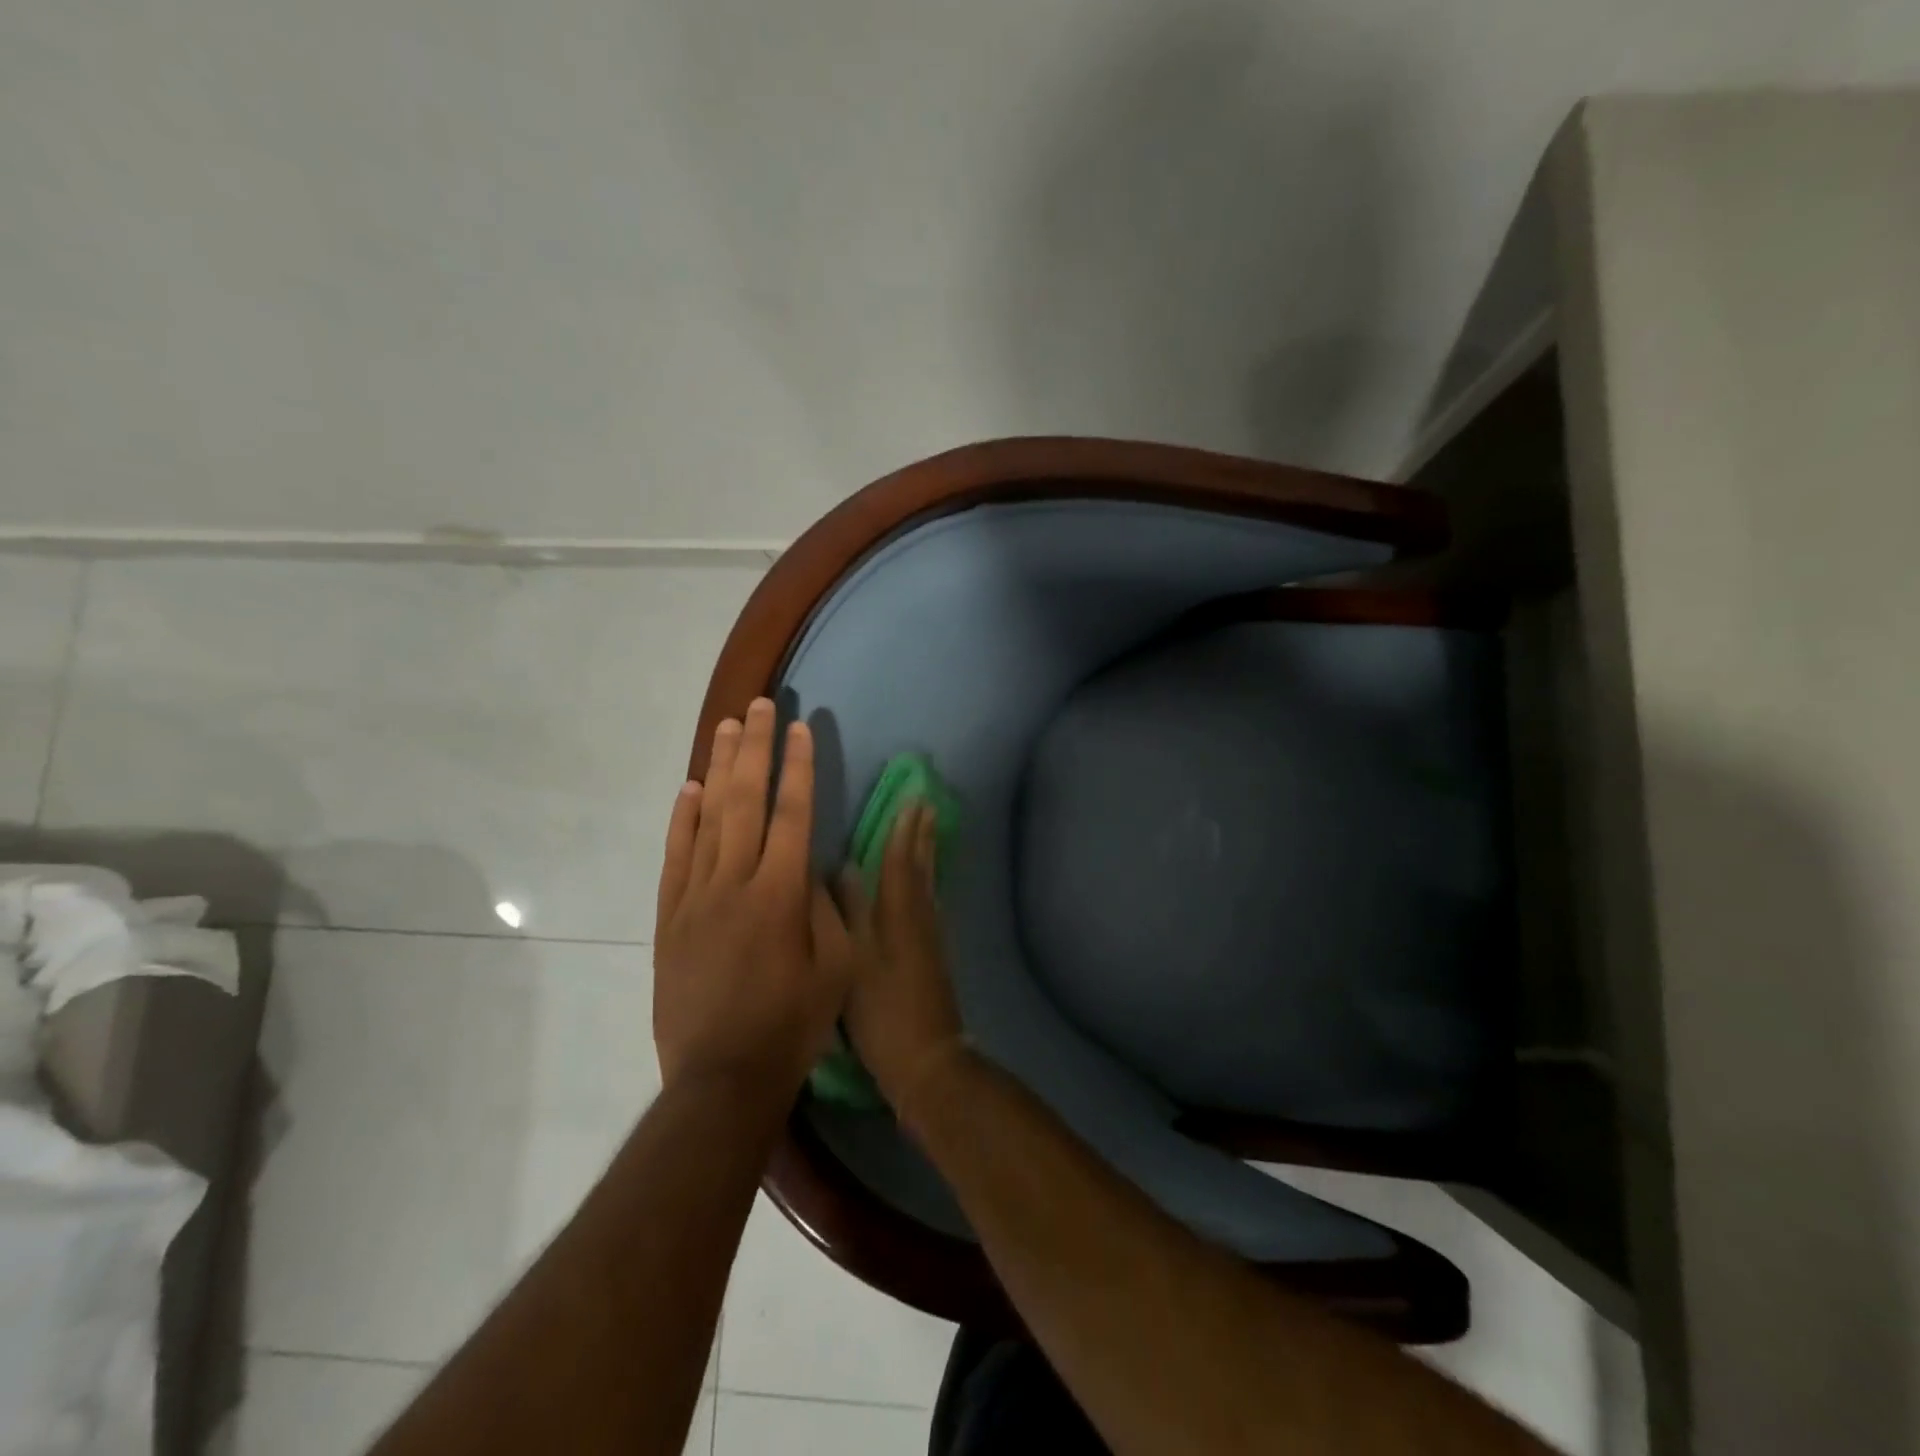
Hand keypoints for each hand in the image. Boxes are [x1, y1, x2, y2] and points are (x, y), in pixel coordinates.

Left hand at [654, 699, 851, 1097]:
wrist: (722, 1077)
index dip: (799, 767)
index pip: (793, 813)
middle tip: (759, 706)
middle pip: (746, 800)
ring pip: (708, 818)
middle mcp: (736, 882)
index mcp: (782, 893)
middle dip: (755, 749)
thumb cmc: (792, 1024)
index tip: (800, 728)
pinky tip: (689, 790)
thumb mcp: (836, 968)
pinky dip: (682, 819)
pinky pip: (676, 856)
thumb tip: (814, 869)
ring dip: (720, 769)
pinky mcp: (670, 917)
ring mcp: (697, 897)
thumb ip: (827, 909)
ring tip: (726, 728)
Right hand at [841, 802, 966, 1117]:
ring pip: (929, 882)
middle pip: (921, 866)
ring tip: (928, 829)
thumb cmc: (884, 1013)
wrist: (927, 1060)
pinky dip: (928, 881)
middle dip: (921, 833)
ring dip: (927, 852)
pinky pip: (931, 901)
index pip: (900, 861)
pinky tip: (925, 884)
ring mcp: (931, 937)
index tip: (910, 798)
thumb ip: (850, 913)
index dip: (903, 829)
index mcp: (899, 915)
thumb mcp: (855, 962)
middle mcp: (920, 918)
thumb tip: (844, 868)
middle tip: (926, 802)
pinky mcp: (934, 954)